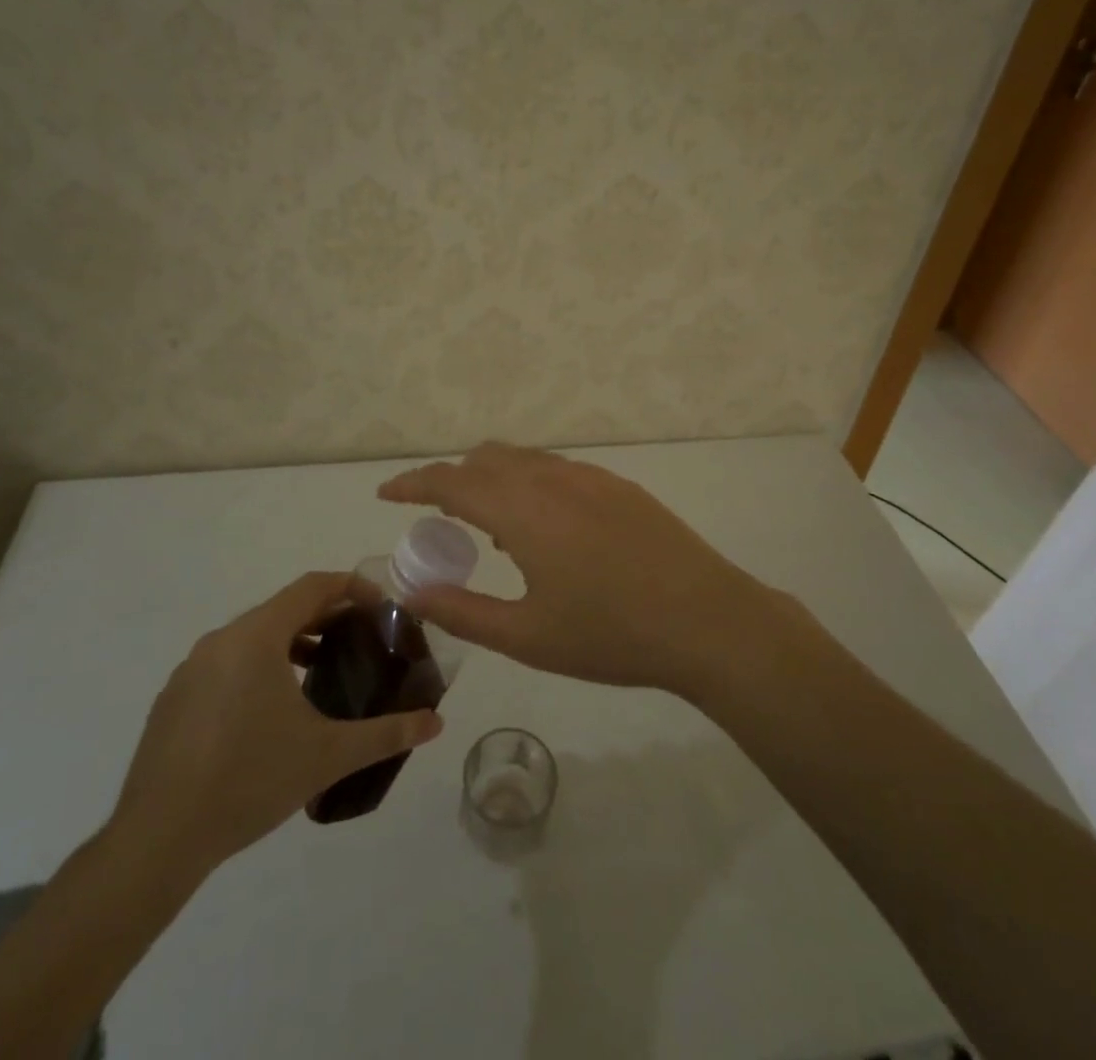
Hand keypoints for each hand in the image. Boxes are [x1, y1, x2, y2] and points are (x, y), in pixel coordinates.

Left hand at [107, 573, 443, 878]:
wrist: (157, 839)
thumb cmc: (249, 780)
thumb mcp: (328, 755)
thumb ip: (386, 733)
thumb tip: (436, 723)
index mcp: (257, 636)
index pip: (313, 586)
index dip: (352, 587)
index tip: (381, 607)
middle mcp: (222, 639)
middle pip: (284, 607)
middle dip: (326, 617)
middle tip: (361, 640)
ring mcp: (191, 668)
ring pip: (253, 635)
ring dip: (292, 642)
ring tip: (322, 672)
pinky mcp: (174, 698)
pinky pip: (227, 662)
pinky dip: (258, 666)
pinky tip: (271, 712)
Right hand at [379, 444, 775, 696]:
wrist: (708, 621)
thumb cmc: (612, 634)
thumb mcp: (528, 636)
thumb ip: (463, 611)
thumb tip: (413, 592)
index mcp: (523, 510)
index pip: (450, 480)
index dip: (412, 483)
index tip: (386, 494)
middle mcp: (552, 479)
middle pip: (485, 459)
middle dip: (452, 479)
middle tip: (439, 518)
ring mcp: (591, 478)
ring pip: (524, 459)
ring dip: (494, 479)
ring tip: (491, 527)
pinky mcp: (620, 487)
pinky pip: (558, 470)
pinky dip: (531, 483)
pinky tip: (546, 529)